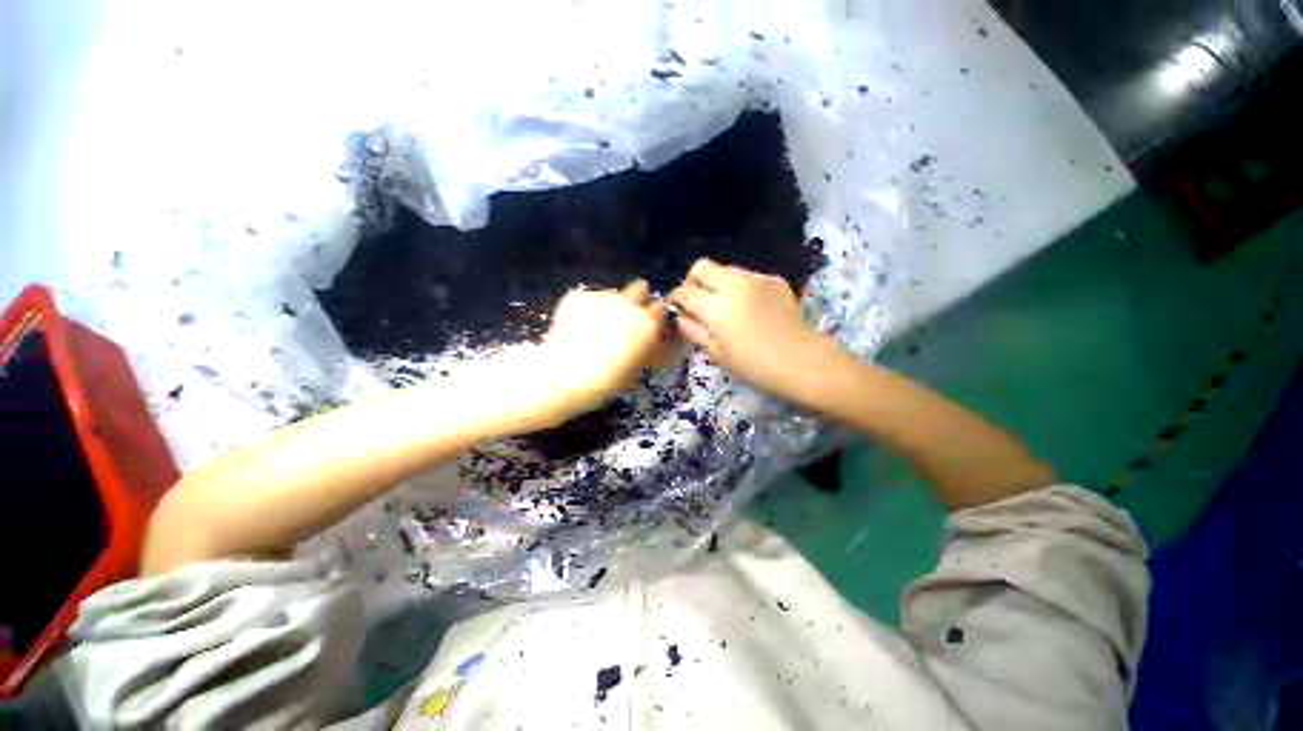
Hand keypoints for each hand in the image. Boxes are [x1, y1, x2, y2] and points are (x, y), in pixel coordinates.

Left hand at [536, 280, 671, 418]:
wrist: (565, 375)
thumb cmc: (605, 380)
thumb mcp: (635, 370)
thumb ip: (647, 351)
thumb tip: (650, 345)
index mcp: (647, 324)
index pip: (661, 308)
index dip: (655, 316)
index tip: (649, 325)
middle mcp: (629, 304)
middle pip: (641, 288)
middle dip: (637, 299)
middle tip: (626, 317)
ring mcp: (603, 297)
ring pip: (613, 292)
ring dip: (611, 304)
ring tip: (597, 325)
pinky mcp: (579, 295)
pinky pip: (588, 297)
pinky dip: (586, 307)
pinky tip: (578, 324)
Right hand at [670, 259, 835, 402]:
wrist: (801, 361)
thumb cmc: (753, 365)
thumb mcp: (716, 352)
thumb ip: (693, 330)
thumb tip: (680, 317)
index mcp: (716, 307)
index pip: (685, 292)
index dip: (676, 298)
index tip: (677, 307)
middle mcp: (734, 285)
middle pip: (702, 266)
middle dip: (692, 281)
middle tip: (696, 300)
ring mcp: (756, 279)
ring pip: (725, 269)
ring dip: (717, 284)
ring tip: (725, 306)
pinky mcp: (774, 280)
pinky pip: (748, 277)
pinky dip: (740, 288)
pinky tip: (749, 308)